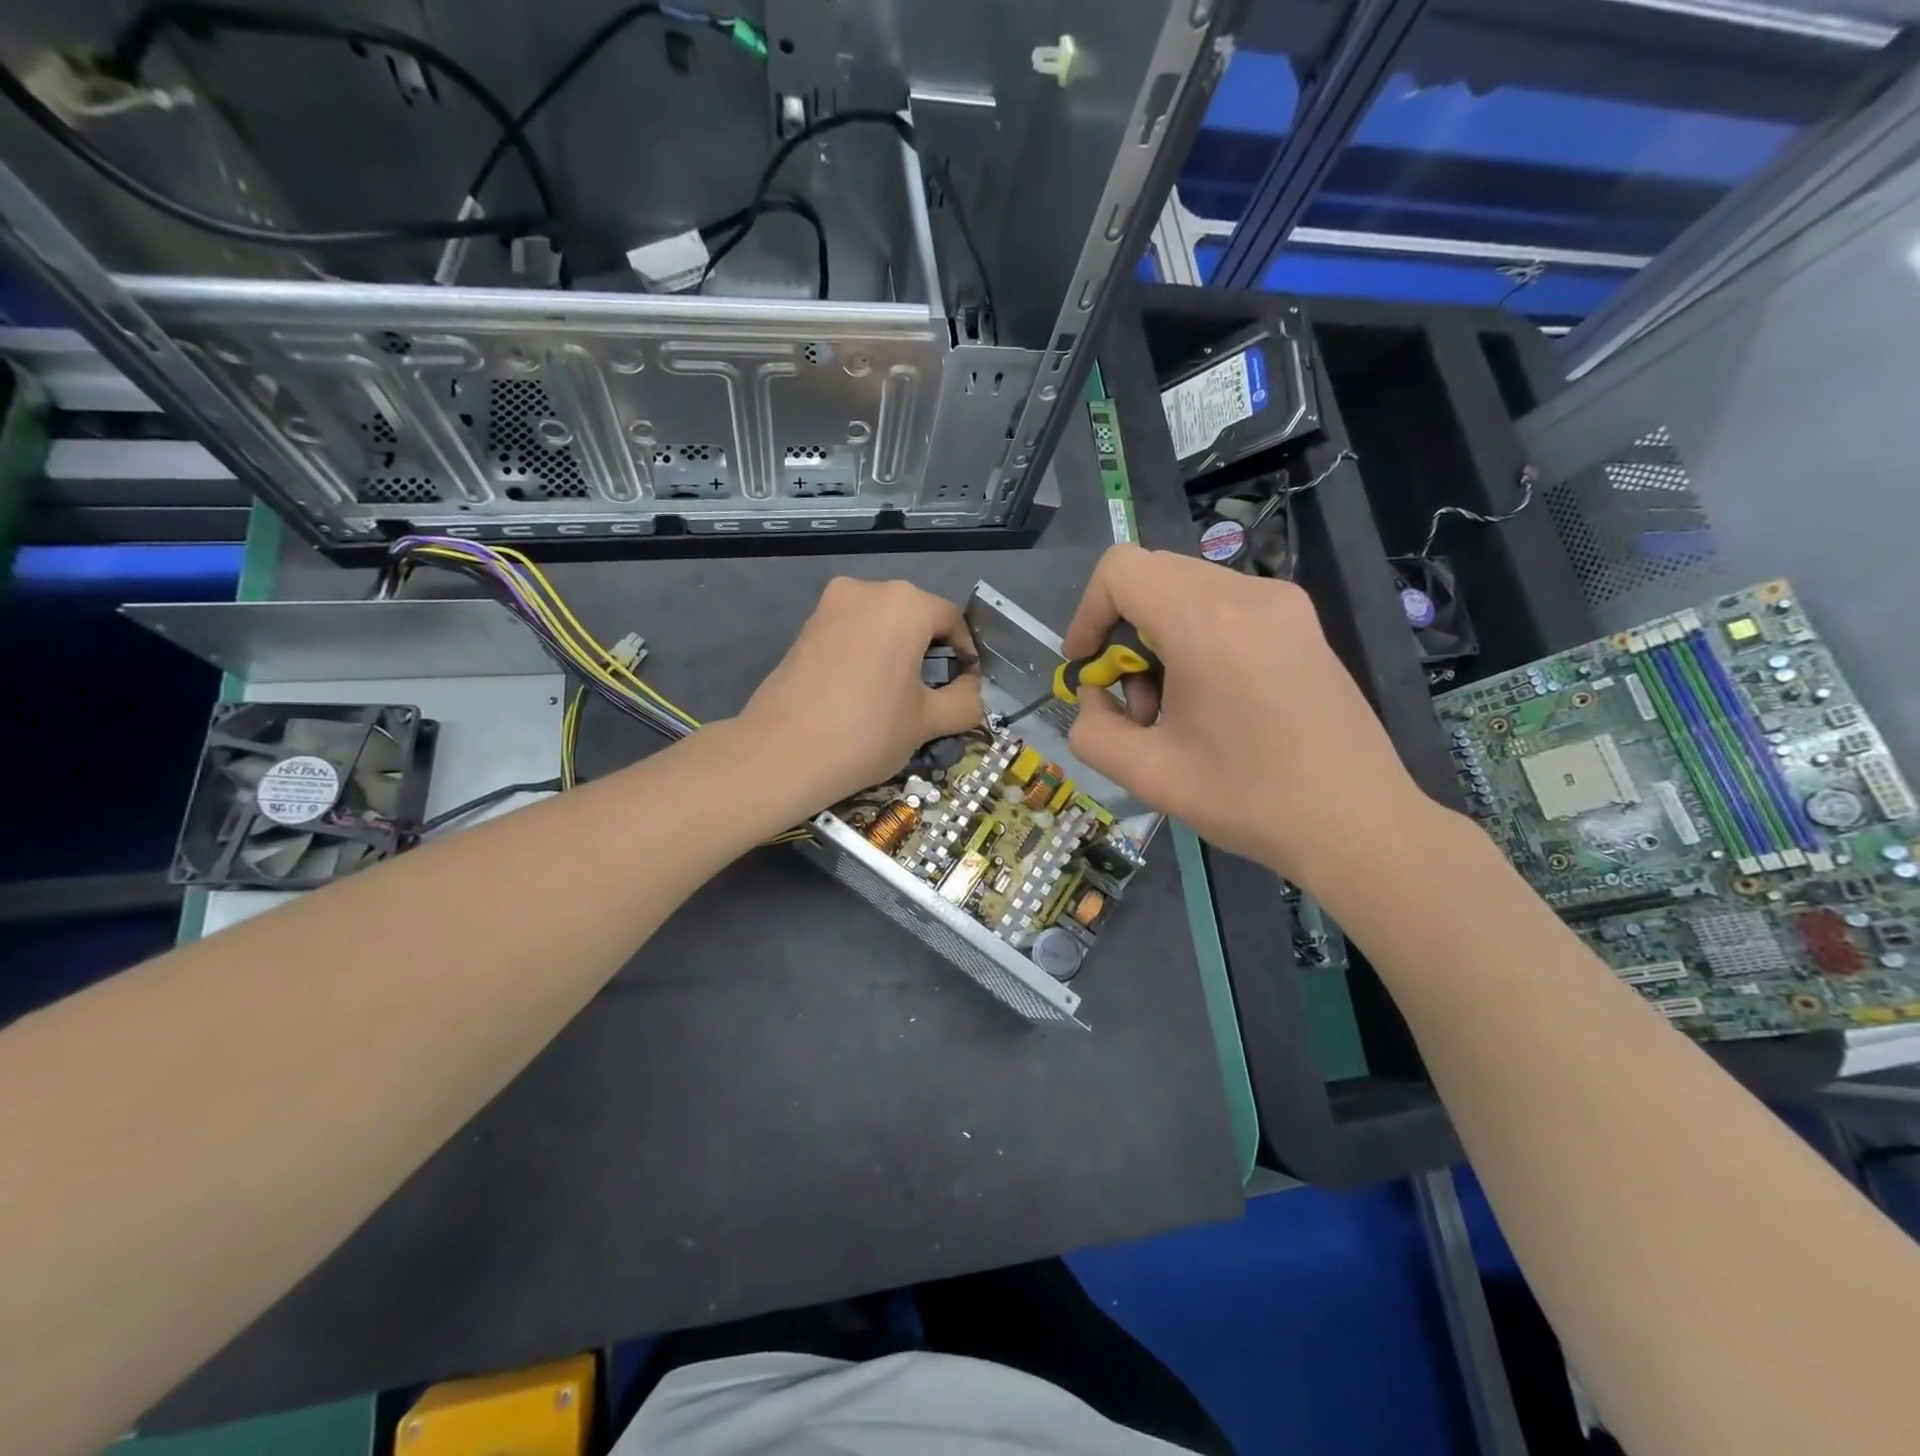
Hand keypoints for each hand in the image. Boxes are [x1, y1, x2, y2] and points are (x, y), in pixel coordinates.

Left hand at [737, 577, 984, 808]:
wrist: (782, 754)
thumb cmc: (867, 732)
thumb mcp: (929, 721)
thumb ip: (966, 701)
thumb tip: (972, 690)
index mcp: (904, 603)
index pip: (952, 620)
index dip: (966, 654)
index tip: (965, 688)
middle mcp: (866, 590)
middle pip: (915, 617)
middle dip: (930, 652)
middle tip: (932, 696)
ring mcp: (829, 606)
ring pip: (881, 624)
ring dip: (897, 653)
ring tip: (895, 698)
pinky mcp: (805, 627)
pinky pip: (852, 633)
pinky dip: (867, 654)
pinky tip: (862, 693)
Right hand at [1063, 545, 1426, 882]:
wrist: (1359, 825)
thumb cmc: (1248, 800)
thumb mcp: (1146, 774)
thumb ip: (1092, 729)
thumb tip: (1096, 697)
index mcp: (1207, 621)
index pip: (1121, 569)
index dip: (1088, 612)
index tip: (1089, 666)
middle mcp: (1249, 593)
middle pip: (1154, 576)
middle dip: (1124, 631)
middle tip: (1134, 697)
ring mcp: (1284, 604)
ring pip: (1188, 591)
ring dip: (1160, 637)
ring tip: (1174, 708)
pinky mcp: (1303, 623)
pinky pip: (1226, 606)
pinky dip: (1197, 638)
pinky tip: (1213, 701)